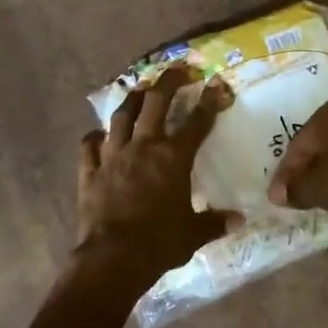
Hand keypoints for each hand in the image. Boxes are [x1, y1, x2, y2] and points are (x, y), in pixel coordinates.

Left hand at [77, 65, 234, 277]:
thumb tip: (238, 220)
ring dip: (131, 100)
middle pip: (155, 103)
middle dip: (168, 82)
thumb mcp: (194, 233)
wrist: (114, 257)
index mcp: (174, 158)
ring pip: (121, 116)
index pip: (197, 122)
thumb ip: (214, 222)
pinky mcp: (90, 171)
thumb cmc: (160, 243)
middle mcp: (144, 147)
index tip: (217, 84)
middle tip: (177, 70)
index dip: (209, 101)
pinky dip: (94, 138)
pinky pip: (89, 146)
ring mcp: (113, 156)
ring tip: (139, 90)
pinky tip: (97, 134)